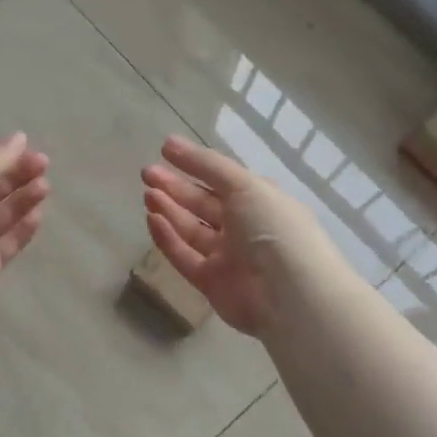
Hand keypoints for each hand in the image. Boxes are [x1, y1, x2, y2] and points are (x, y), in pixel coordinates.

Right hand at [141, 135, 327, 337]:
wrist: (289, 294)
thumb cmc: (272, 228)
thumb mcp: (245, 185)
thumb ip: (206, 164)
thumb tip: (170, 142)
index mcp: (260, 201)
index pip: (222, 179)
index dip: (195, 165)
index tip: (165, 151)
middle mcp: (244, 228)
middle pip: (203, 204)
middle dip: (175, 187)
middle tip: (147, 173)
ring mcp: (227, 257)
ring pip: (191, 230)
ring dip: (169, 210)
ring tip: (147, 193)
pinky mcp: (210, 283)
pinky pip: (184, 256)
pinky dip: (167, 238)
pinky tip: (152, 219)